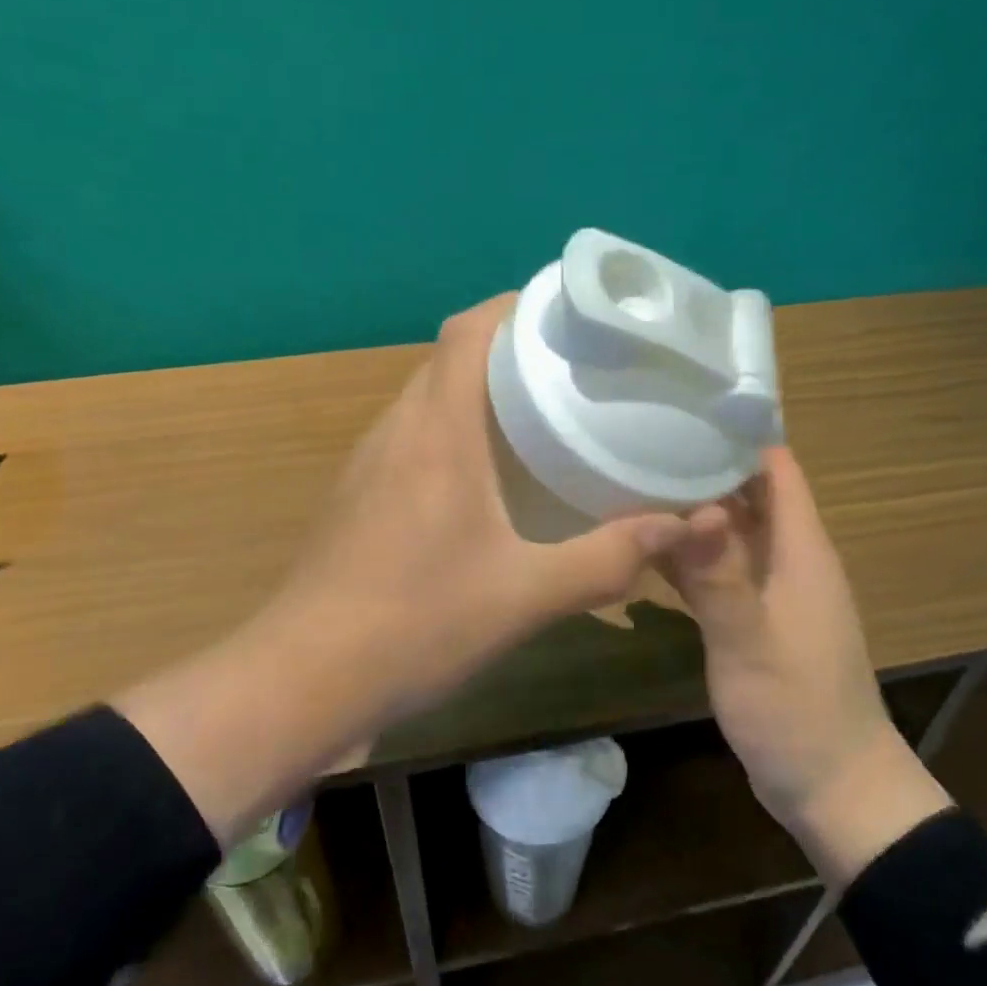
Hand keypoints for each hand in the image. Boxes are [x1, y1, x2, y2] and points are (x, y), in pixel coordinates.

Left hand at [263, 293, 695, 720]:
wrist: (305, 680)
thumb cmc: (416, 623)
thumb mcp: (525, 595)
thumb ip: (606, 559)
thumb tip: (681, 527)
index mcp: (436, 431)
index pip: (469, 330)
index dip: (517, 305)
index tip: (572, 315)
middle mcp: (396, 431)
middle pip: (451, 360)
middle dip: (511, 350)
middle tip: (577, 370)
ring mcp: (369, 466)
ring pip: (430, 402)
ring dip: (480, 396)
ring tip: (543, 416)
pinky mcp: (358, 500)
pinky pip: (414, 442)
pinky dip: (456, 437)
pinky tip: (490, 482)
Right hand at [664, 446, 952, 886]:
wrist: (831, 785)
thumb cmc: (797, 711)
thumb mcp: (751, 644)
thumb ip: (720, 577)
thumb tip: (690, 506)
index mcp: (801, 552)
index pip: (777, 470)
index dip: (738, 435)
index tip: (684, 409)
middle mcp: (788, 561)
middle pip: (747, 496)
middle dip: (701, 468)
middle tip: (637, 442)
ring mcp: (769, 593)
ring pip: (727, 535)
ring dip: (689, 514)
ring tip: (628, 485)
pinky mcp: (752, 622)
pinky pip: (718, 574)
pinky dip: (687, 559)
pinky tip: (642, 552)